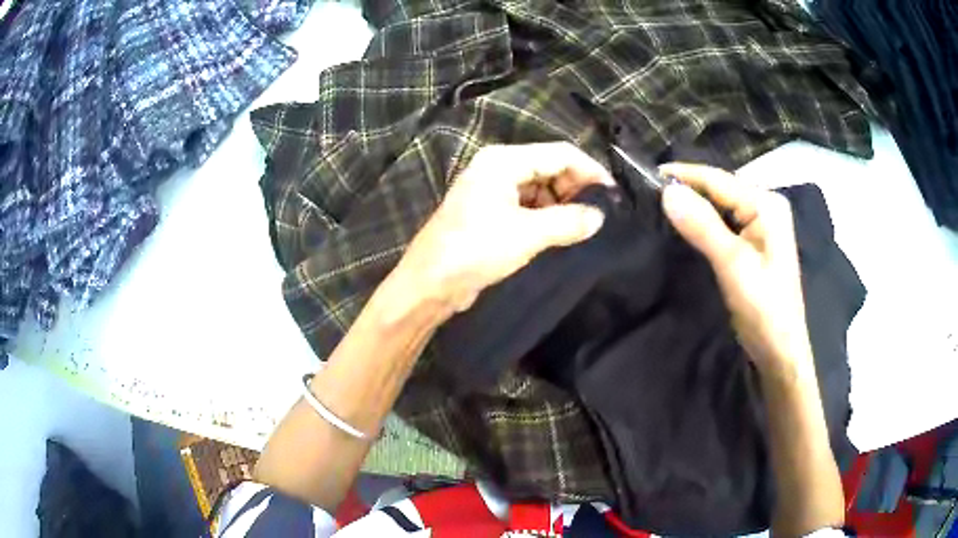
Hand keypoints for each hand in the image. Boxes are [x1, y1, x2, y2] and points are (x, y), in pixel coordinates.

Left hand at [397, 142, 612, 315]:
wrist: (430, 283)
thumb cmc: (475, 251)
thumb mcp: (527, 235)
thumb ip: (568, 222)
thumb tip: (598, 217)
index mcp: (503, 160)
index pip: (560, 153)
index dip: (590, 170)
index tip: (613, 195)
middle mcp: (497, 167)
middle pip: (550, 167)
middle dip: (575, 188)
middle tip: (598, 215)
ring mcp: (492, 188)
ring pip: (539, 187)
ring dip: (561, 205)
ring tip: (582, 227)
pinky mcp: (489, 210)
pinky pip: (527, 204)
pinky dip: (545, 215)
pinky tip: (560, 233)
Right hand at [659, 163, 813, 377]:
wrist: (780, 350)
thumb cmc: (763, 308)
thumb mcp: (733, 265)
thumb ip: (702, 226)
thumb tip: (667, 191)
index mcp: (766, 204)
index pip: (718, 179)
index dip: (683, 175)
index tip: (645, 174)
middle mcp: (766, 205)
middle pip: (720, 188)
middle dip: (687, 188)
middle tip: (647, 190)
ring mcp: (762, 224)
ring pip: (721, 205)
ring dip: (693, 205)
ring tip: (660, 203)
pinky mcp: (755, 242)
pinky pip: (725, 221)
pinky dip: (704, 221)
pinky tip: (686, 223)